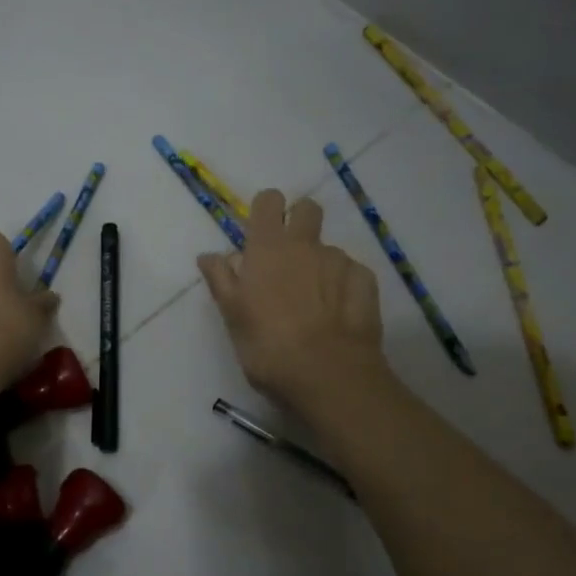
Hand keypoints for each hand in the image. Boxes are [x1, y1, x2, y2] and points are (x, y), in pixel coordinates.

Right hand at [198, 190, 387, 413]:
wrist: (327, 374)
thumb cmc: (267, 346)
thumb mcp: (232, 316)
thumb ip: (221, 280)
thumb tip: (209, 255)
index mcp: (268, 248)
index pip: (268, 202)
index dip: (265, 211)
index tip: (259, 234)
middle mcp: (305, 245)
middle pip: (307, 209)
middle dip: (298, 222)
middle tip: (287, 259)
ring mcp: (340, 262)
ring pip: (328, 249)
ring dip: (319, 264)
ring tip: (312, 303)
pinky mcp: (365, 282)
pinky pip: (351, 273)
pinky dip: (343, 286)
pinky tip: (336, 315)